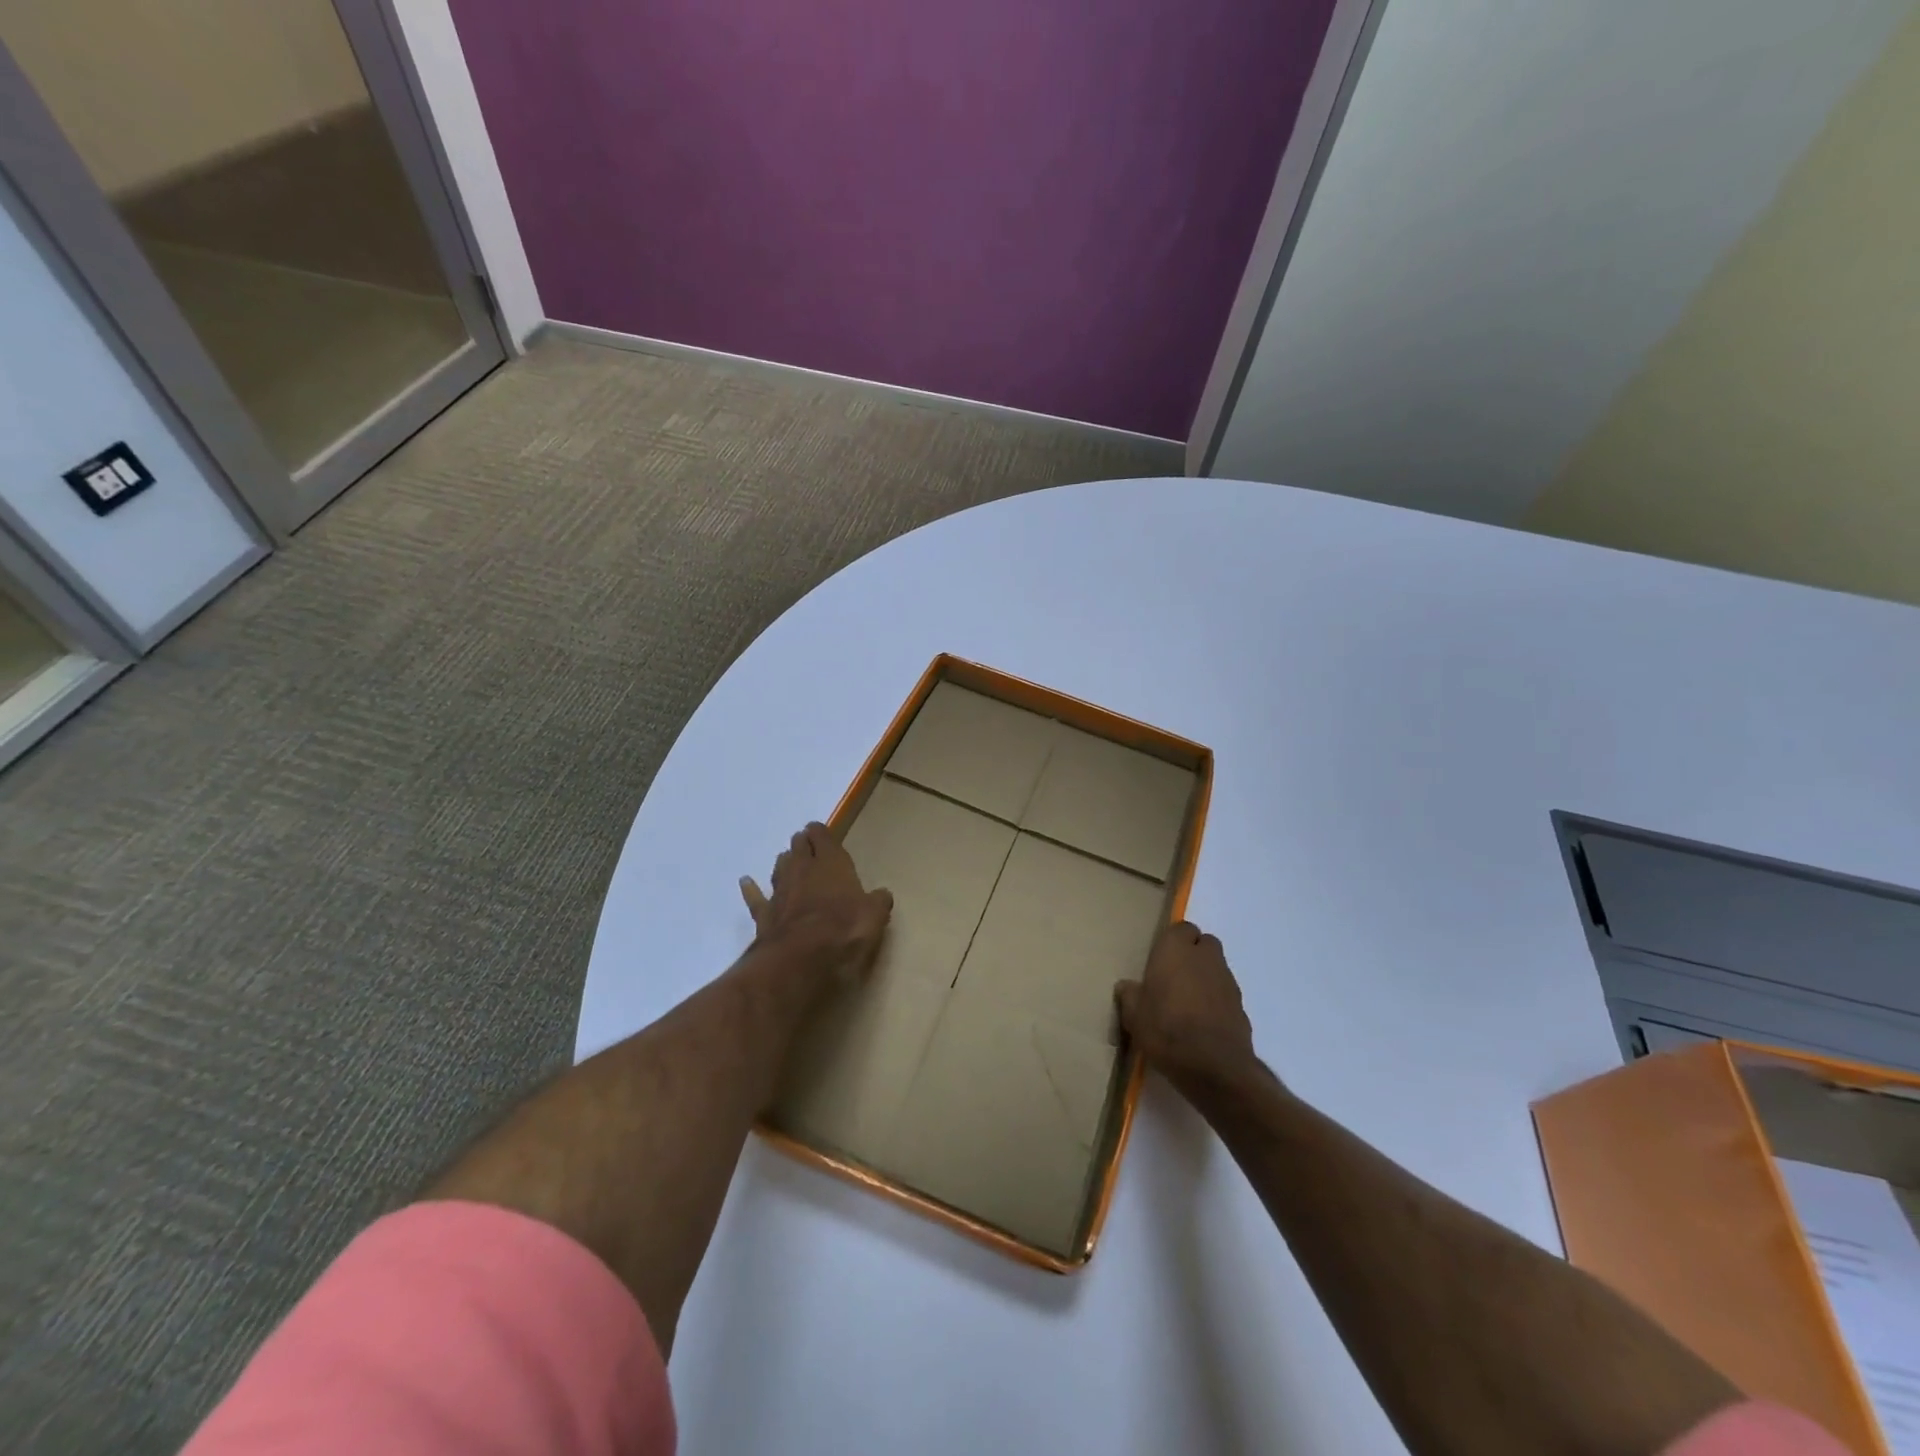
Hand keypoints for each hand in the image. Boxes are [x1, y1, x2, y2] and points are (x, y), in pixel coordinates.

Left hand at [740, 822, 892, 990]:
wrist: (800, 958)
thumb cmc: (844, 930)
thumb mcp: (874, 916)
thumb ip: (877, 901)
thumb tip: (882, 895)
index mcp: (831, 864)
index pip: (823, 838)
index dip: (821, 833)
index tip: (820, 831)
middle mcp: (803, 870)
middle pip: (799, 848)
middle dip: (802, 844)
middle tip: (805, 843)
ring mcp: (781, 892)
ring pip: (779, 868)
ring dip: (783, 862)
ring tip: (785, 858)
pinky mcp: (765, 915)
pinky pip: (756, 898)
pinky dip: (751, 889)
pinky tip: (746, 882)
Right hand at [1115, 922, 1257, 1085]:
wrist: (1213, 1066)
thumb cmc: (1165, 1029)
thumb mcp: (1134, 1015)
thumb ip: (1130, 995)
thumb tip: (1127, 986)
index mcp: (1175, 950)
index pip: (1181, 928)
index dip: (1173, 941)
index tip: (1160, 960)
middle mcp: (1204, 957)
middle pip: (1204, 943)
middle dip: (1193, 954)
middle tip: (1174, 977)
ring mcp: (1227, 980)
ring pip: (1216, 967)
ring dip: (1205, 977)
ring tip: (1188, 1003)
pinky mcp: (1241, 1005)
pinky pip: (1225, 993)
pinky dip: (1217, 1000)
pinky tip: (1203, 1022)